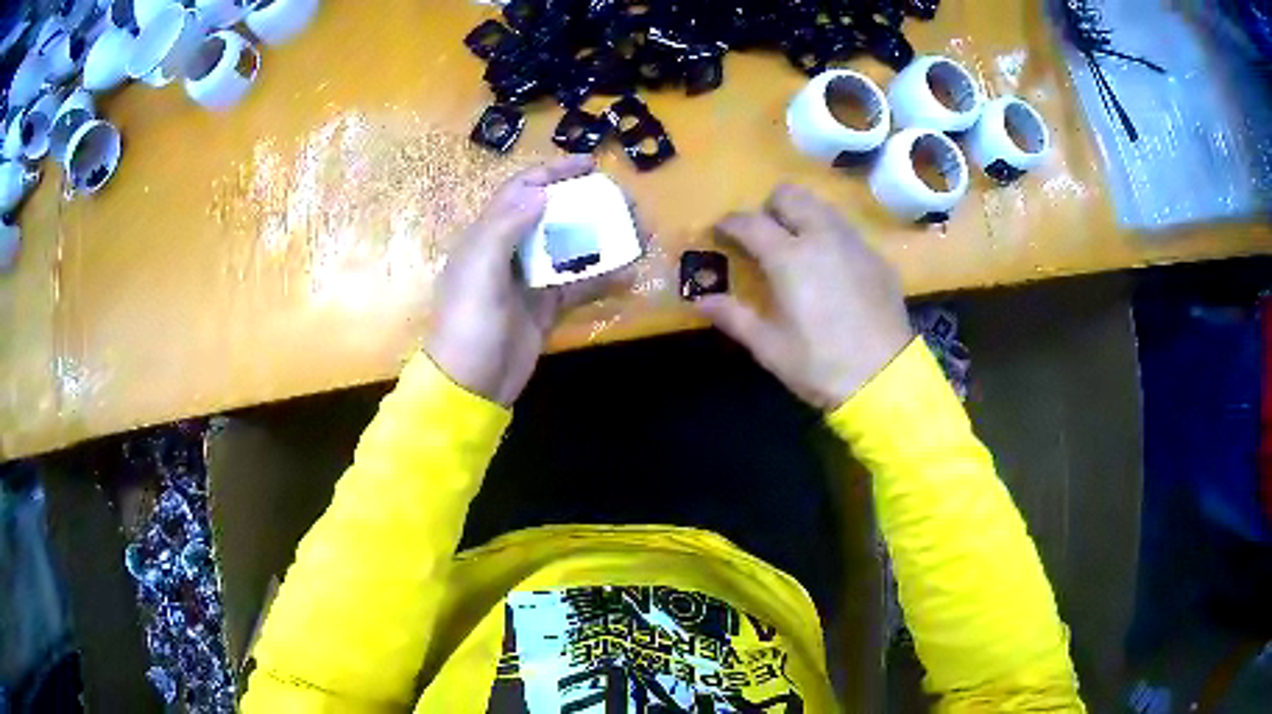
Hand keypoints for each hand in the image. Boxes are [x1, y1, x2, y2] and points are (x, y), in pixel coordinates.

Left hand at [425, 156, 606, 406]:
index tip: (590, 164)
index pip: (521, 191)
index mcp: (487, 235)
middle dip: (586, 203)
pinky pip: (578, 286)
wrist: (472, 383)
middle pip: (551, 215)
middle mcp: (509, 251)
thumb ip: (506, 226)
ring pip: (569, 248)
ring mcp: (529, 280)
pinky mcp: (545, 307)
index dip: (553, 173)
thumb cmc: (470, 322)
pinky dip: (602, 279)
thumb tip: (541, 190)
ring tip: (636, 231)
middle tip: (623, 199)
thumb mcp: (480, 270)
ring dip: (601, 238)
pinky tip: (630, 274)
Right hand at [696, 184, 913, 410]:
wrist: (886, 379)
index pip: (750, 221)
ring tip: (797, 247)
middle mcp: (822, 237)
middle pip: (790, 195)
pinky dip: (829, 235)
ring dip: (802, 216)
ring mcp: (854, 243)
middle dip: (769, 207)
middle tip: (764, 236)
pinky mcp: (876, 257)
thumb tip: (701, 300)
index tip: (720, 232)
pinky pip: (845, 229)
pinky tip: (831, 268)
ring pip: (821, 206)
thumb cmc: (820, 364)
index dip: (730, 223)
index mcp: (789, 257)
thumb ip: (733, 316)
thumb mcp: (769, 347)